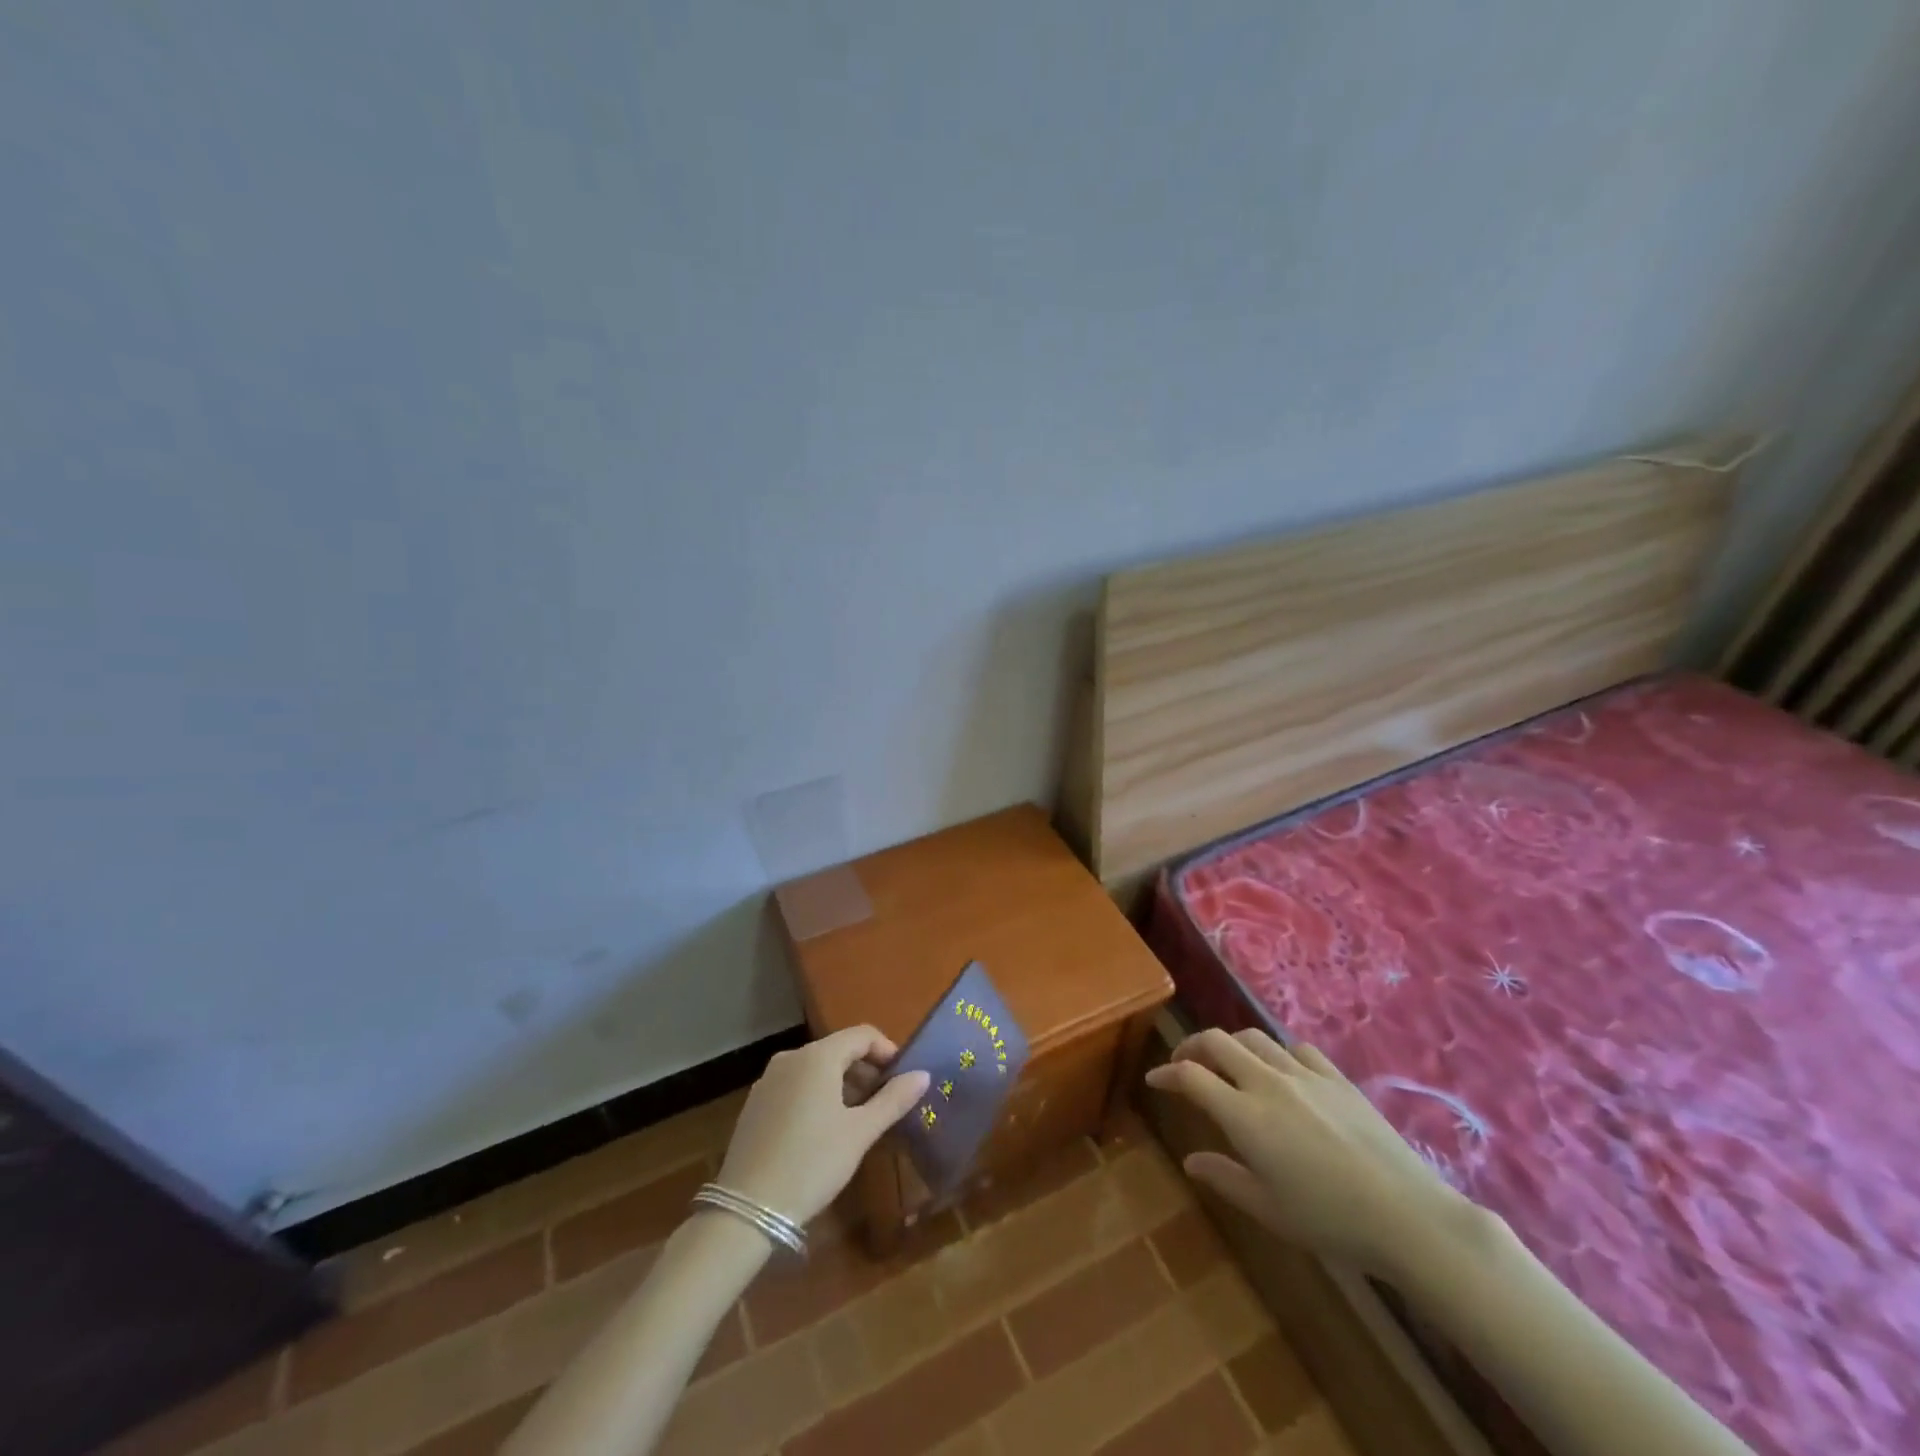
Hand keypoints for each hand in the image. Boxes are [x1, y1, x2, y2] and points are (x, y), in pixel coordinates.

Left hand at [715, 1026, 930, 1225]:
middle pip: (838, 1050)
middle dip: (866, 1070)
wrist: (748, 1209)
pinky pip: (795, 1085)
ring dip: (842, 1084)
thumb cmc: (813, 1163)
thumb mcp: (860, 1133)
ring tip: (859, 1119)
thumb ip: (893, 1100)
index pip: (862, 1035)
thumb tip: (923, 1075)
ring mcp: (768, 1080)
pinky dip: (817, 1095)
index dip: (887, 1050)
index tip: (903, 1078)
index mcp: (818, 1057)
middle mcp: (791, 1058)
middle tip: (885, 1102)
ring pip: (816, 1069)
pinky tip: (824, 1130)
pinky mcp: (755, 1103)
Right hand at [1144, 1028, 1470, 1275]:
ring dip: (1230, 1044)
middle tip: (1184, 1063)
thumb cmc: (1330, 1220)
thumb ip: (1225, 1177)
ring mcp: (1304, 1074)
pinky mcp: (1335, 1077)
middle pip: (1217, 1042)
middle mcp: (1267, 1082)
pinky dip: (1276, 1053)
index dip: (1167, 1073)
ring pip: (1253, 1037)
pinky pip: (1295, 1049)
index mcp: (1244, 1115)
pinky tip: (1282, 1071)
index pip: (1191, 1076)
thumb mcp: (1269, 1209)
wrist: (1406, 1214)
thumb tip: (1191, 1160)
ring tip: (1227, 1063)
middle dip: (1192, 1046)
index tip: (1155, 1078)